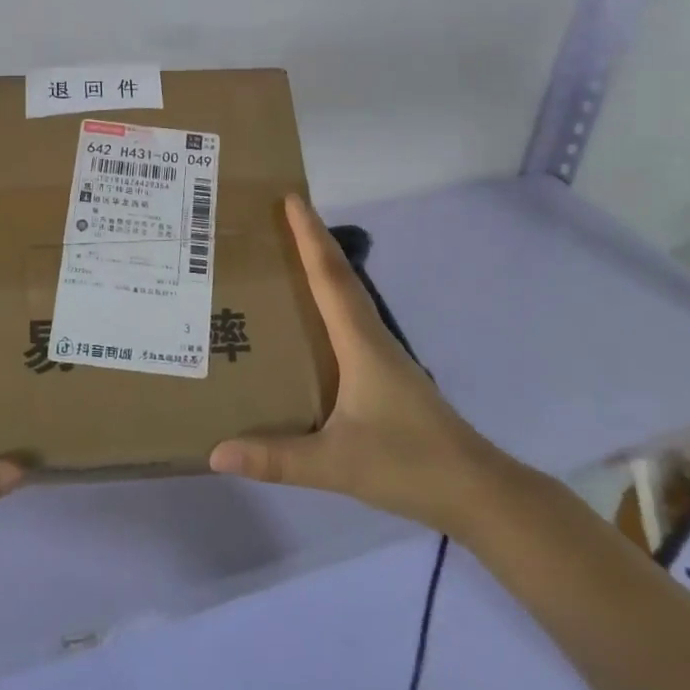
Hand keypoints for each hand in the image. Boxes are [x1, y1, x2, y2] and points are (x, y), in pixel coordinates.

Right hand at [209, 195, 497, 535]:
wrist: (475, 491)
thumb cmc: (408, 464)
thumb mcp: (336, 463)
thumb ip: (276, 459)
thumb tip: (215, 452)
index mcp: (360, 343)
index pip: (330, 277)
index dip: (310, 236)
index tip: (291, 198)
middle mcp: (371, 338)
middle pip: (339, 276)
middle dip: (311, 240)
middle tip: (276, 216)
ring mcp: (381, 355)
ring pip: (346, 297)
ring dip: (320, 268)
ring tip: (284, 255)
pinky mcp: (384, 374)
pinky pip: (348, 321)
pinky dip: (327, 301)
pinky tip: (310, 318)